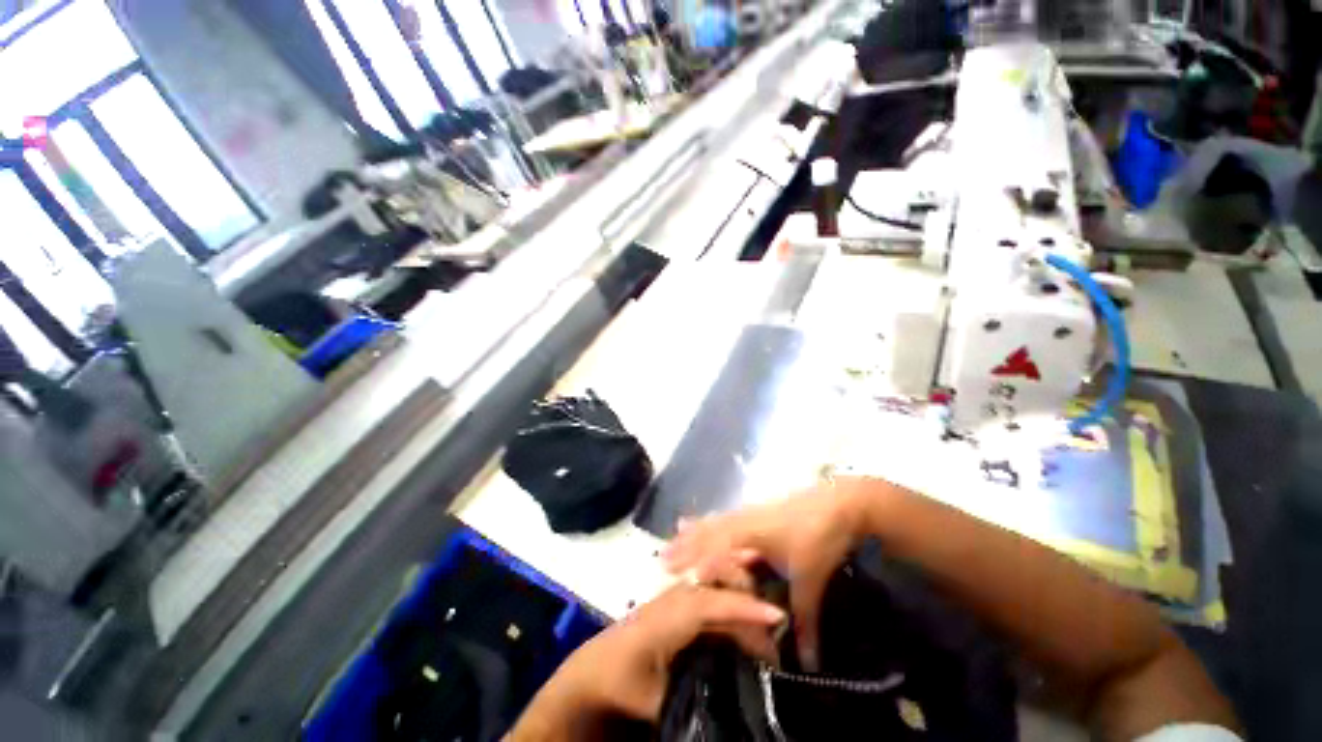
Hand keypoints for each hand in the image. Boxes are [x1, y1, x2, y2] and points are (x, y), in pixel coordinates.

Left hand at [510, 585, 783, 739]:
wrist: (593, 670)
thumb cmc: (620, 682)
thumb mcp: (652, 700)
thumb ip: (688, 695)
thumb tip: (731, 697)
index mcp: (668, 615)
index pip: (712, 603)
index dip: (743, 608)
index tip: (776, 615)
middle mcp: (675, 597)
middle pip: (718, 585)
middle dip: (750, 600)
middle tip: (778, 627)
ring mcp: (677, 596)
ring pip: (716, 585)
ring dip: (742, 598)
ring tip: (767, 622)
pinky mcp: (679, 603)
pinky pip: (711, 594)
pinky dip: (731, 601)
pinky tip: (745, 617)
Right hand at [662, 477, 880, 668]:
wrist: (841, 502)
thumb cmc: (819, 538)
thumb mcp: (811, 581)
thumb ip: (805, 622)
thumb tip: (805, 665)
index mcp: (748, 536)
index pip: (713, 551)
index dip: (693, 564)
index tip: (670, 576)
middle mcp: (743, 521)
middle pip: (708, 532)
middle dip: (686, 546)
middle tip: (662, 557)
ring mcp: (751, 512)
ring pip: (716, 521)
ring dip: (696, 530)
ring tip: (676, 532)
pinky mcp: (760, 509)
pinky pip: (727, 516)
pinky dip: (712, 520)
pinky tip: (711, 519)